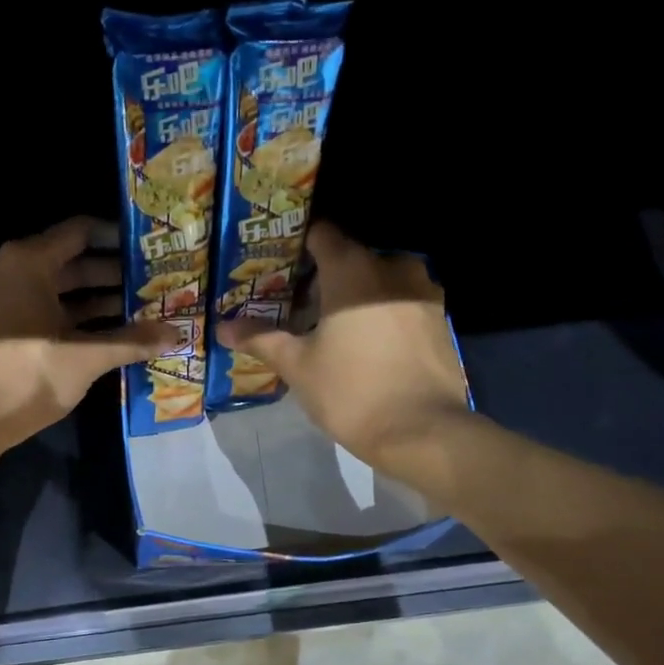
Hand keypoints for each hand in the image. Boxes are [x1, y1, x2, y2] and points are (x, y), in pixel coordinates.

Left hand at [0, 217, 179, 452]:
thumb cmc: (27, 374)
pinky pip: (38, 312)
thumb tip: (176, 334)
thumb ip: (132, 341)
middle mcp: (8, 271)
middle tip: (151, 286)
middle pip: (68, 262)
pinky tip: (101, 337)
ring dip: (93, 301)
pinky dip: (69, 319)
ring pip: (54, 291)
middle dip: (111, 275)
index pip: (80, 232)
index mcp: (28, 262)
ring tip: (136, 313)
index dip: (116, 238)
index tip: (147, 249)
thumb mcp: (86, 357)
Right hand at [219, 221, 469, 476]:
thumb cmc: (351, 391)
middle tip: (297, 302)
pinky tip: (366, 341)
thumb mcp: (298, 366)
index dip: (296, 244)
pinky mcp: (441, 318)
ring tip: (332, 324)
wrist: (423, 431)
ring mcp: (423, 290)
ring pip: (380, 279)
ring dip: (357, 294)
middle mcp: (392, 266)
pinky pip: (402, 301)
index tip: (277, 264)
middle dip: (324, 275)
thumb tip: (223, 328)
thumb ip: (261, 339)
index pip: (321, 233)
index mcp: (353, 269)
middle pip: (350, 257)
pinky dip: (383, 311)